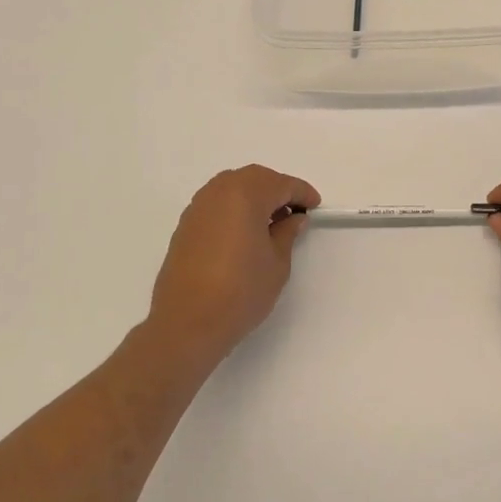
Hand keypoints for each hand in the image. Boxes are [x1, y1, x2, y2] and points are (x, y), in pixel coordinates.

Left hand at [140, 165, 320, 372]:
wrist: (187, 322)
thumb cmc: (241, 291)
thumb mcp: (277, 264)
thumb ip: (286, 233)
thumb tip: (293, 219)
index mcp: (245, 195)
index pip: (280, 184)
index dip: (301, 193)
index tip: (315, 206)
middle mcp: (218, 192)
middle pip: (254, 178)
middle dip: (277, 189)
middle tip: (294, 212)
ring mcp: (198, 208)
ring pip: (232, 187)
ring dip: (254, 196)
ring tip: (270, 222)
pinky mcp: (185, 225)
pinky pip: (217, 203)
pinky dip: (235, 208)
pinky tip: (244, 232)